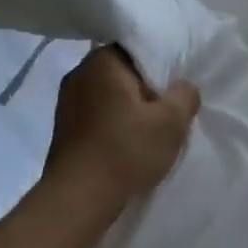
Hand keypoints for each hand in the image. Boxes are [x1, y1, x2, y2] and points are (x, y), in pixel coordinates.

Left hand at [40, 47, 199, 227]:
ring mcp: (66, 101)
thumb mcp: (171, 122)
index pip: (139, 47)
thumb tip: (183, 87)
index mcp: (103, 60)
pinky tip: (128, 144)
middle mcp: (80, 72)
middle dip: (147, 88)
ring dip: (130, 108)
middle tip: (169, 110)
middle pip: (124, 71)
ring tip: (151, 130)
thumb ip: (184, 95)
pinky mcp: (63, 128)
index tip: (177, 86)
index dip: (162, 65)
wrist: (77, 200)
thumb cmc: (125, 151)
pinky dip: (114, 124)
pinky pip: (97, 114)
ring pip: (110, 94)